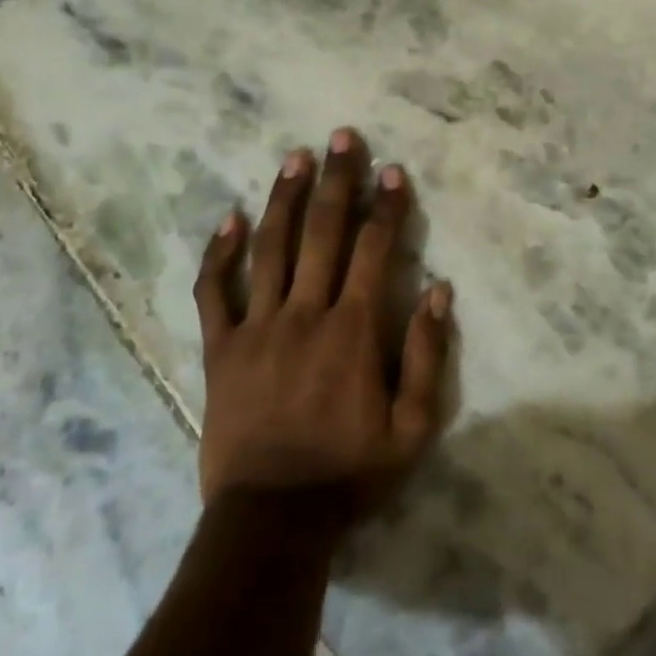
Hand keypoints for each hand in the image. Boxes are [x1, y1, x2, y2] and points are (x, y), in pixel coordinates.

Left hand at [192, 128, 451, 525]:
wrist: (272, 518)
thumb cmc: (349, 473)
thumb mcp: (413, 428)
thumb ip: (427, 355)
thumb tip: (440, 289)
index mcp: (354, 330)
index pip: (375, 250)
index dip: (386, 207)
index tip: (392, 171)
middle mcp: (306, 314)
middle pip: (323, 233)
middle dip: (336, 181)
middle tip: (341, 137)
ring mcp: (257, 327)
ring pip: (270, 248)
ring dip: (284, 198)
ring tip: (294, 157)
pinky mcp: (221, 348)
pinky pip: (215, 291)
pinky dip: (220, 253)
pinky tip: (230, 218)